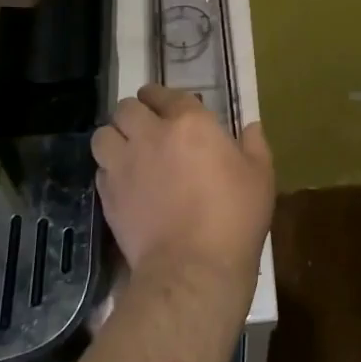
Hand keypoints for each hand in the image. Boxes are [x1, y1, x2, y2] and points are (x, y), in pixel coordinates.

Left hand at [90, 85, 273, 296]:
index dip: (163, 97)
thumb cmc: (235, 216)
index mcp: (190, 123)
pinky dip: (109, 170)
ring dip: (115, 137)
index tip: (167, 106)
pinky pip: (100, 169)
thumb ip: (254, 145)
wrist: (193, 266)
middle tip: (147, 127)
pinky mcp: (108, 195)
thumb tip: (250, 126)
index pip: (166, 94)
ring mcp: (124, 165)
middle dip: (135, 112)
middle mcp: (151, 135)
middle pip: (126, 108)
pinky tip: (125, 182)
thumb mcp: (260, 176)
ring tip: (128, 150)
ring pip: (103, 135)